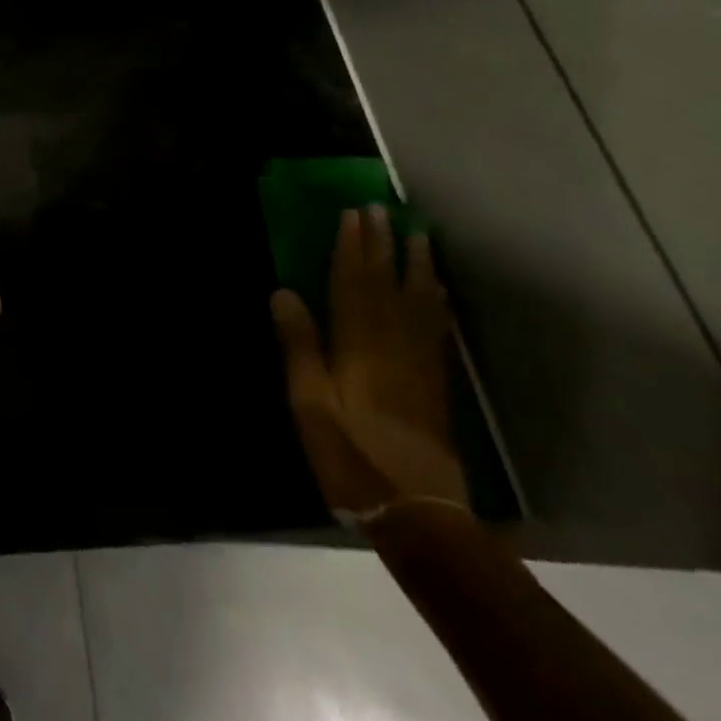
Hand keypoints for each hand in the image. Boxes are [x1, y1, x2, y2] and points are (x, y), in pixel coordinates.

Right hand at [270, 206, 467, 514]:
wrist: (418, 512)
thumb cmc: (352, 456)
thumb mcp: (310, 404)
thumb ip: (300, 346)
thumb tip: (284, 291)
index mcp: (360, 346)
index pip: (354, 284)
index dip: (352, 248)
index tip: (352, 214)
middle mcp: (393, 345)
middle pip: (387, 285)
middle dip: (382, 245)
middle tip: (381, 209)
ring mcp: (420, 363)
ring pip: (417, 301)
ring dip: (415, 265)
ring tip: (417, 234)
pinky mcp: (435, 383)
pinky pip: (435, 328)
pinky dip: (434, 301)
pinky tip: (435, 289)